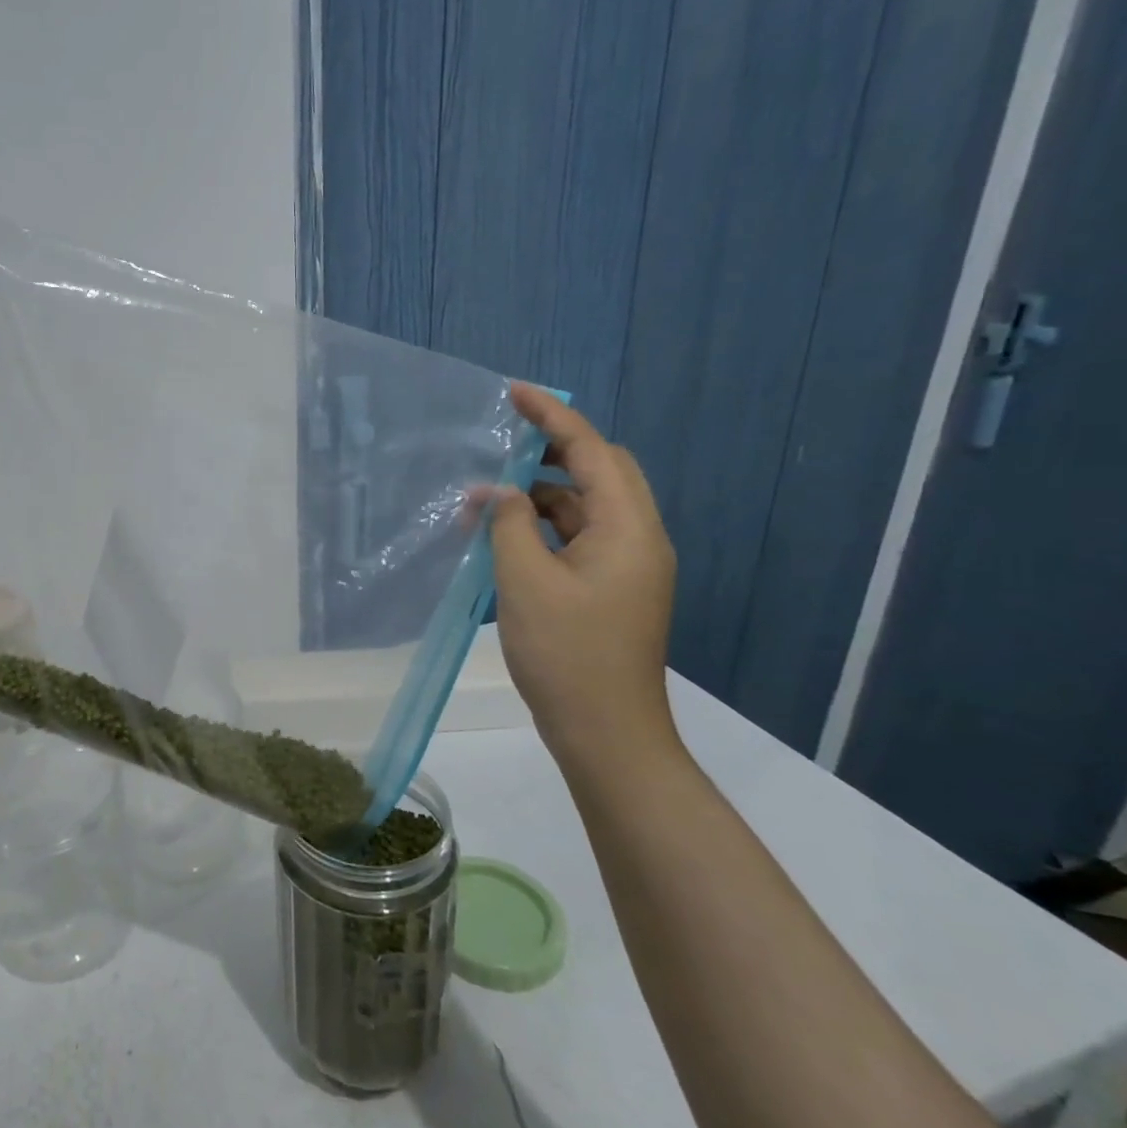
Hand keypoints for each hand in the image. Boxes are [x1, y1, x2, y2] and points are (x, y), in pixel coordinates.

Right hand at [480, 383, 676, 750]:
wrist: (606, 734)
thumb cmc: (566, 654)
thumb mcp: (525, 581)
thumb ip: (510, 524)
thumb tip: (499, 491)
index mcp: (628, 528)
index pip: (590, 451)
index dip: (552, 416)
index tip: (513, 393)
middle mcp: (638, 537)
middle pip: (599, 471)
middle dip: (551, 449)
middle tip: (502, 441)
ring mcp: (628, 566)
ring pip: (585, 507)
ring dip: (540, 494)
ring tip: (488, 496)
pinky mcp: (612, 589)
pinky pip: (579, 538)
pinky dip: (544, 527)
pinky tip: (505, 536)